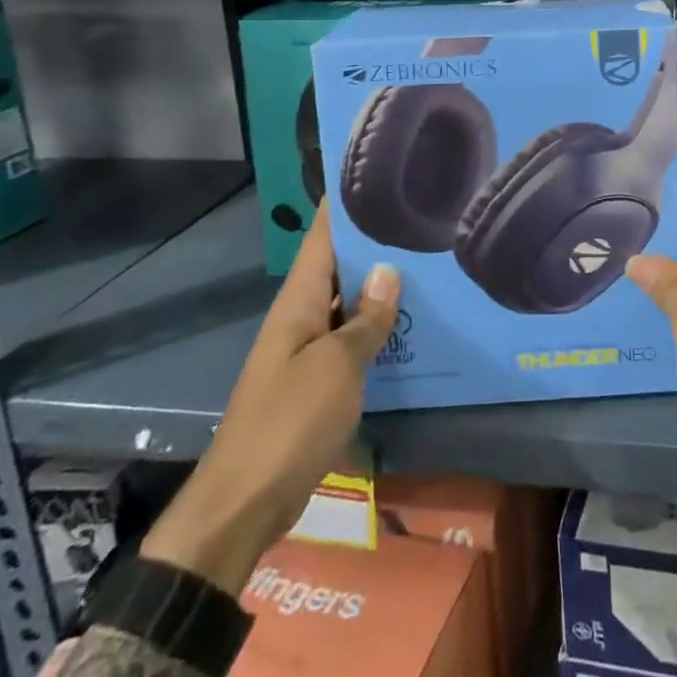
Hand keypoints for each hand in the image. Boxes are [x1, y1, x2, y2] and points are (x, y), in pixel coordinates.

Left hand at [140, 205, 399, 594]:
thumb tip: (389, 271)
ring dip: (383, 287)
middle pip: (341, 266)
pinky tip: (415, 323)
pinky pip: (353, 339)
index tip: (379, 171)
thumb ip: (366, 319)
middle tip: (426, 214)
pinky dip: (380, 327)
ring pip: (350, 303)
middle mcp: (302, 316)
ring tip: (433, 259)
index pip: (322, 236)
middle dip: (377, 242)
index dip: (344, 204)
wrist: (243, 505)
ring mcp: (309, 350)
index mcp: (299, 302)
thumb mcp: (336, 367)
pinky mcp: (318, 381)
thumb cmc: (289, 423)